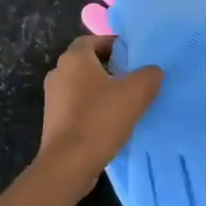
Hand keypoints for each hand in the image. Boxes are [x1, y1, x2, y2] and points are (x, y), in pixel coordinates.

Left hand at [40, 35, 161, 183]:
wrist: (68, 164)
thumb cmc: (100, 119)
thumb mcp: (136, 92)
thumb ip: (149, 74)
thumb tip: (152, 71)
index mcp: (74, 58)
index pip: (93, 40)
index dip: (114, 45)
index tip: (133, 56)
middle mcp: (58, 73)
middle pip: (87, 63)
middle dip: (110, 68)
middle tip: (133, 78)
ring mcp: (52, 99)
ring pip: (82, 86)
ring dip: (101, 91)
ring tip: (125, 102)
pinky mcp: (53, 122)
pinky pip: (77, 107)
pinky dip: (92, 109)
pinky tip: (109, 123)